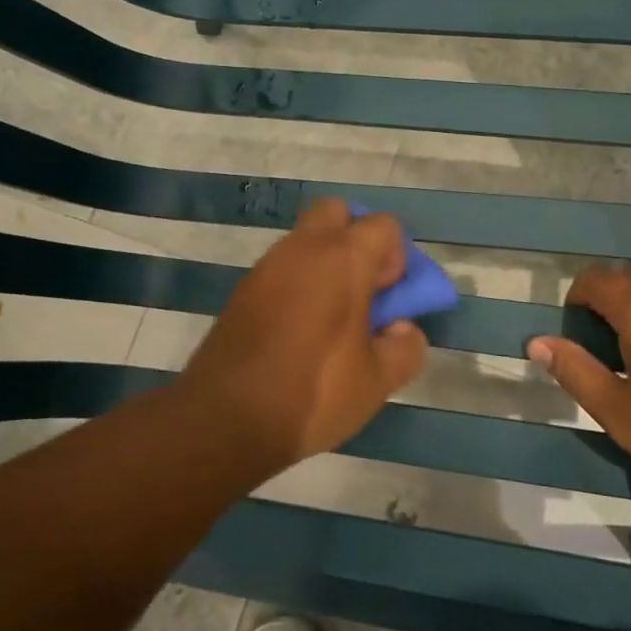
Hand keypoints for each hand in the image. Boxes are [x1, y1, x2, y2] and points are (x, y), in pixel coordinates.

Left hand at [181, 198, 428, 469]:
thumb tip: (402, 328)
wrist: (226, 418)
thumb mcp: (378, 381)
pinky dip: (298, 282)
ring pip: (305, 240)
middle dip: (356, 238)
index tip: (391, 296)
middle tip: (363, 288)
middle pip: (336, 213)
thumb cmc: (314, 392)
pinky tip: (300, 329)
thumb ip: (405, 347)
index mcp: (343, 258)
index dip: (397, 256)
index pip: (383, 225)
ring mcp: (267, 266)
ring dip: (325, 261)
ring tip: (333, 315)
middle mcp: (303, 248)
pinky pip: (281, 268)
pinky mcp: (243, 290)